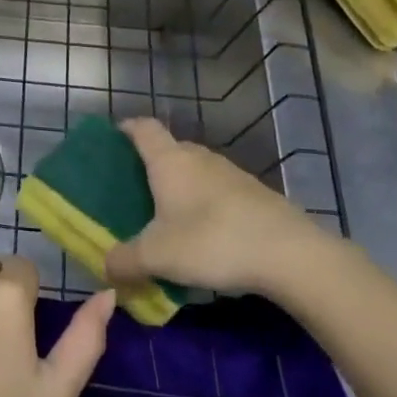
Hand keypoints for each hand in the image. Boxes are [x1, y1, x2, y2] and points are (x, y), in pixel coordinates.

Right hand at [105, 118, 335, 295]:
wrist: (290, 254)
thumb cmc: (211, 241)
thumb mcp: (157, 257)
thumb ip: (124, 261)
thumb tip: (106, 268)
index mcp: (169, 160)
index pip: (142, 128)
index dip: (126, 129)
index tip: (112, 140)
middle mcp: (199, 157)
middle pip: (170, 148)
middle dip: (152, 164)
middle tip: (136, 189)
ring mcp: (232, 173)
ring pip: (197, 170)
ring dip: (182, 186)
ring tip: (170, 215)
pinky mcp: (256, 194)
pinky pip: (220, 190)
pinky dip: (207, 203)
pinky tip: (207, 233)